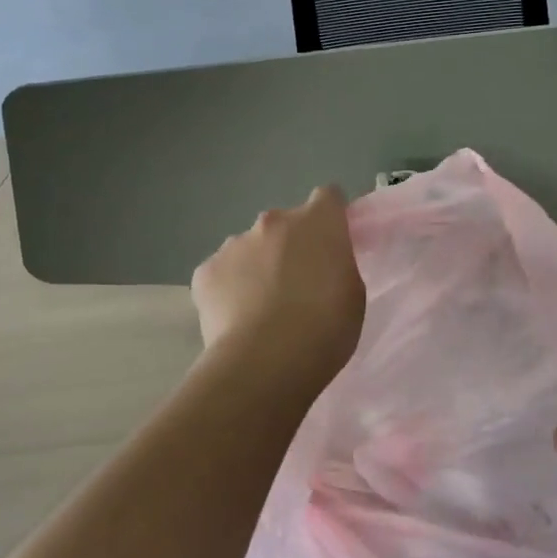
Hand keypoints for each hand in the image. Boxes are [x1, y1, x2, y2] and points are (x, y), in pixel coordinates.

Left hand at [191, 186, 366, 390]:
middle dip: (290, 246)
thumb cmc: (325, 328)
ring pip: (249, 249)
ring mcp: (234, 244)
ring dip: (257, 267)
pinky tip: (236, 321)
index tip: (331, 245)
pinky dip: (229, 290)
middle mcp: (273, 221)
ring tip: (262, 311)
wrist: (266, 360)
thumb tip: (320, 263)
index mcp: (317, 222)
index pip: (328, 197)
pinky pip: (221, 274)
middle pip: (284, 225)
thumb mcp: (352, 293)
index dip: (330, 218)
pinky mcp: (205, 271)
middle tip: (296, 287)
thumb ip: (337, 265)